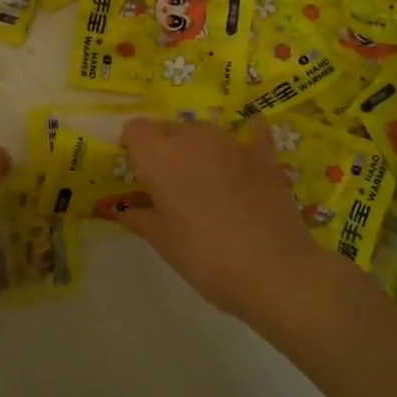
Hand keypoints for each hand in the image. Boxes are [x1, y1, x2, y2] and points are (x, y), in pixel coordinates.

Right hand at [117, 118, 322, 320]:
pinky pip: (252, 133)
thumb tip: (125, 212)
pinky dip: (247, 138)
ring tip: (206, 180)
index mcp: (159, 156)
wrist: (272, 269)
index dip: (134, 145)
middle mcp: (192, 138)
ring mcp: (231, 142)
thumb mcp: (163, 242)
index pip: (135, 129)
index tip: (138, 170)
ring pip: (205, 132)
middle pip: (170, 128)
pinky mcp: (263, 154)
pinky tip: (248, 149)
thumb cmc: (204, 256)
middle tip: (170, 184)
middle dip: (166, 148)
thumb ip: (140, 218)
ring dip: (199, 147)